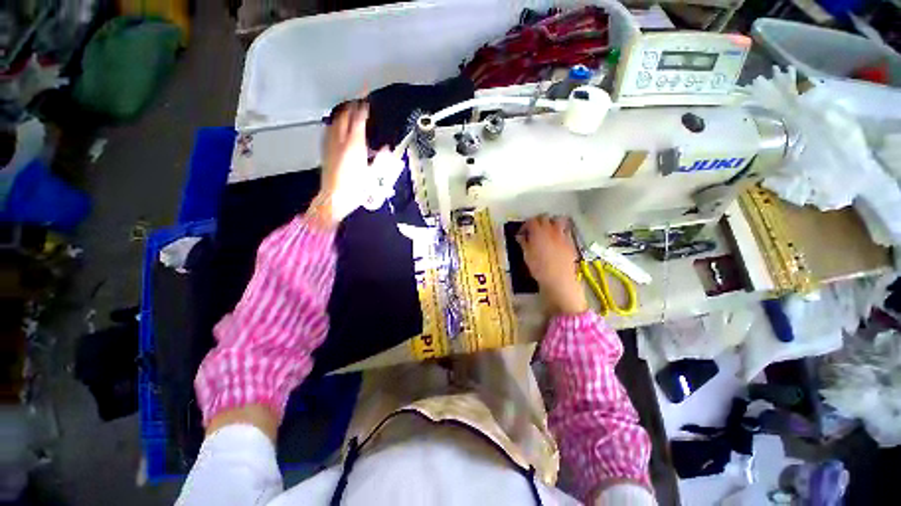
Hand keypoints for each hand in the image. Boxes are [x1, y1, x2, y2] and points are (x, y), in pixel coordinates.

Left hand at [311, 101, 401, 226]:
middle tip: (359, 102)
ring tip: (349, 111)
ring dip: (343, 114)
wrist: (334, 198)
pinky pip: (330, 130)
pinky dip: (336, 124)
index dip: (363, 108)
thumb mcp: (373, 175)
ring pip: (335, 121)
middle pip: (344, 116)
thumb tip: (386, 148)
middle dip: (352, 106)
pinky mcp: (325, 150)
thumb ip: (380, 159)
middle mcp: (341, 141)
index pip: (358, 120)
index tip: (367, 99)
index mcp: (354, 145)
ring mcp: (331, 144)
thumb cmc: (355, 188)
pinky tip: (338, 127)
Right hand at [517, 216, 587, 314]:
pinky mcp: (571, 242)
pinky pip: (566, 231)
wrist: (559, 279)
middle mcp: (551, 230)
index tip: (522, 233)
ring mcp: (563, 235)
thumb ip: (523, 243)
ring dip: (552, 222)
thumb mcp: (527, 256)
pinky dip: (561, 231)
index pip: (530, 221)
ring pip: (558, 220)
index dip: (525, 225)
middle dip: (537, 221)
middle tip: (533, 230)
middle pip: (544, 217)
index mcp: (538, 232)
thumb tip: (520, 236)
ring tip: (547, 230)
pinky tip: (557, 240)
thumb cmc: (539, 268)